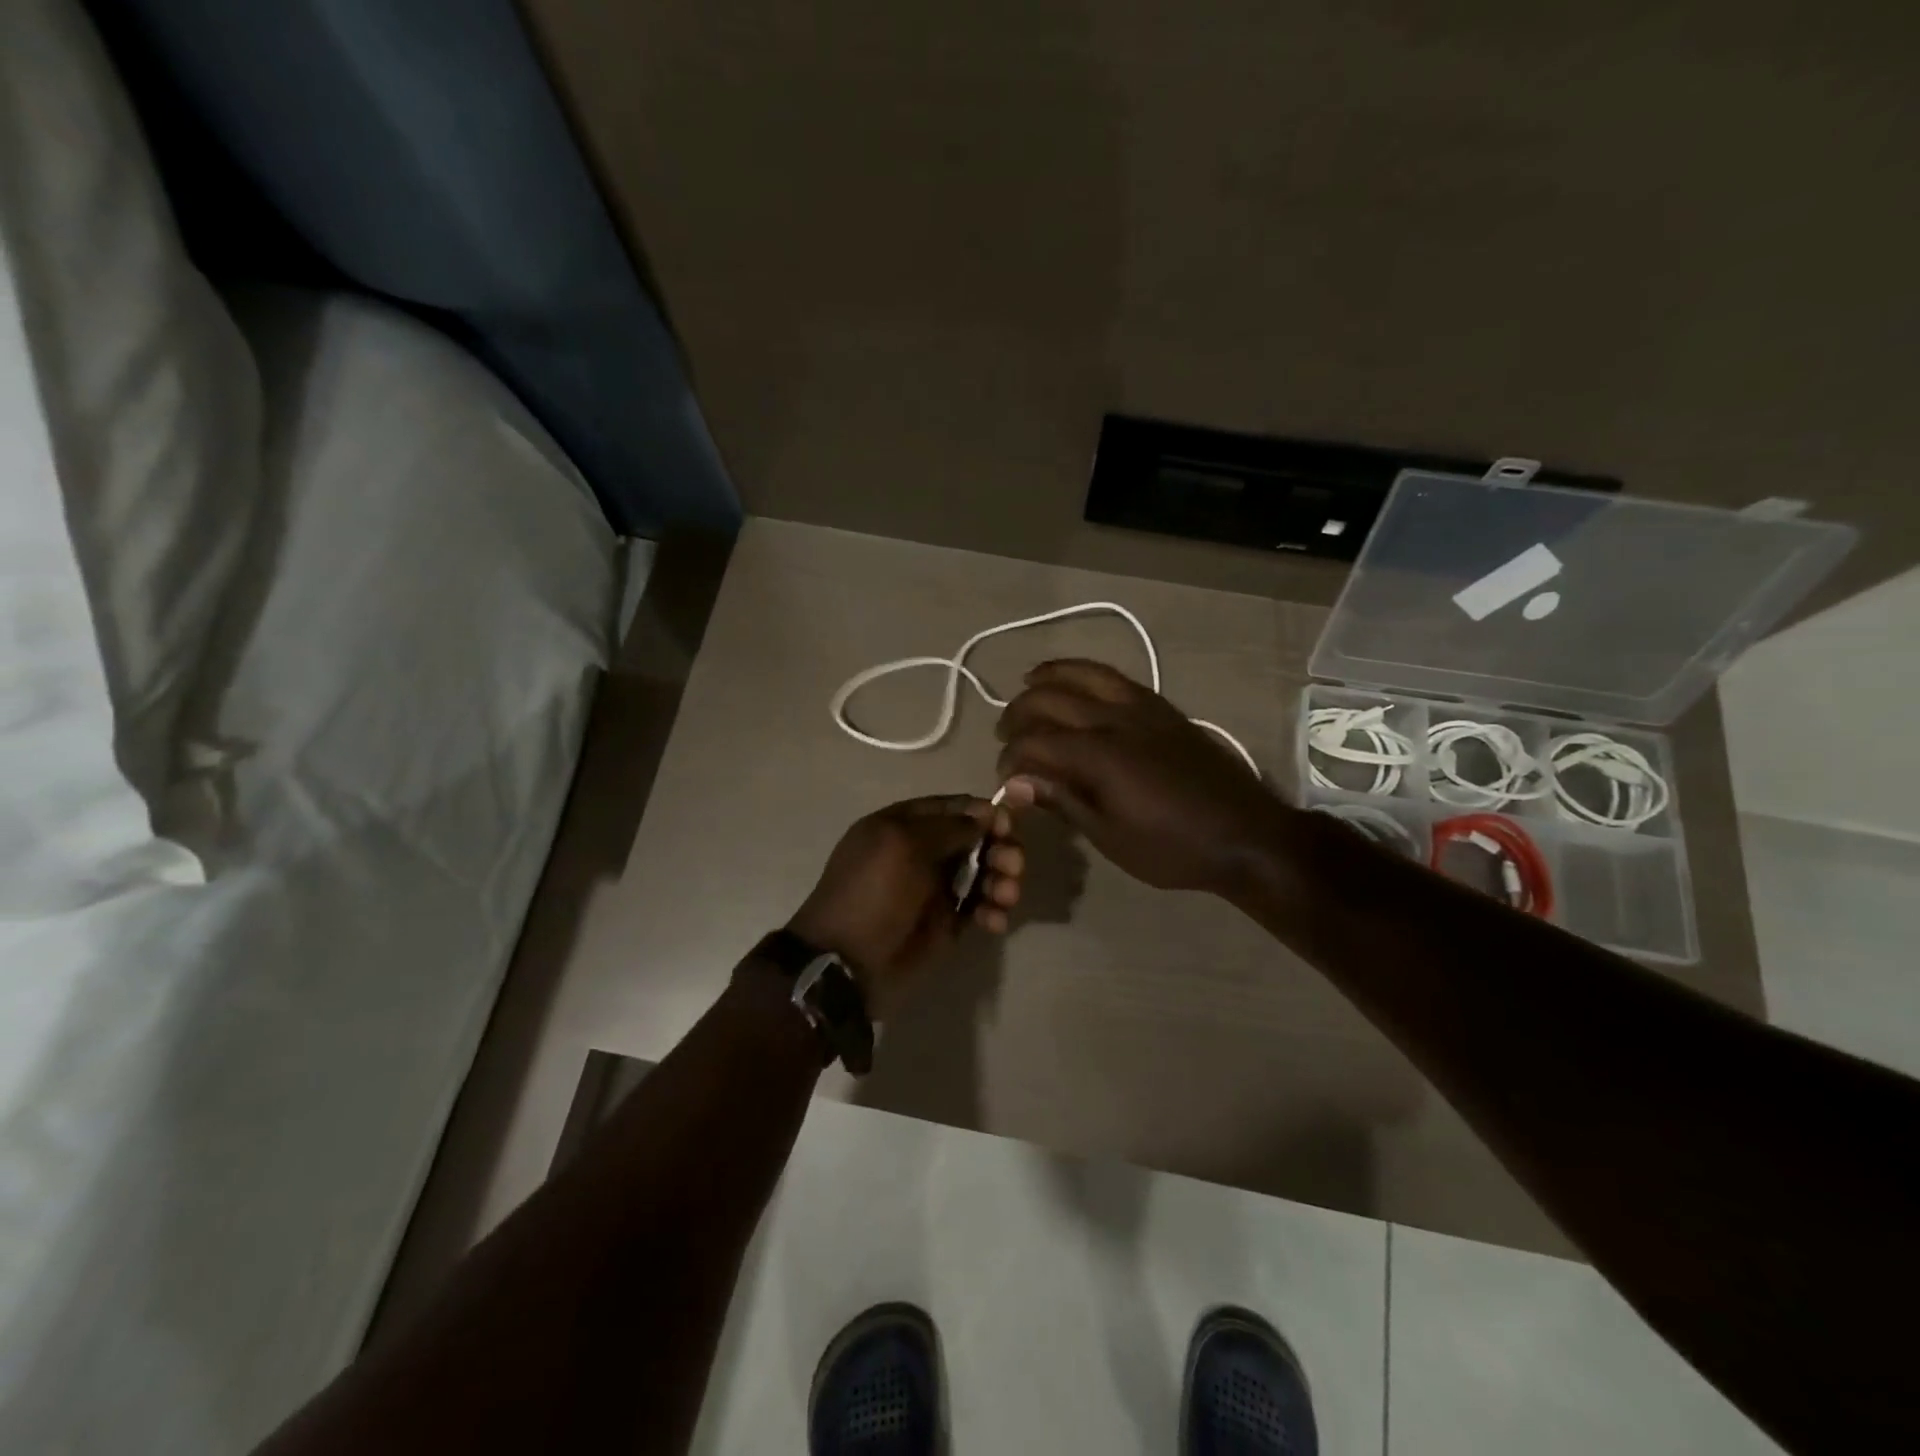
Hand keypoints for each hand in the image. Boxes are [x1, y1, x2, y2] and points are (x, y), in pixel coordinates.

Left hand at [788, 795, 1023, 1016]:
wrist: (847, 963)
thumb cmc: (872, 893)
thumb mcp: (902, 845)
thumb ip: (949, 826)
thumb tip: (986, 813)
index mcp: (905, 825)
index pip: (955, 808)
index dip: (984, 813)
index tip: (1007, 826)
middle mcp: (923, 852)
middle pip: (976, 839)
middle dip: (1000, 848)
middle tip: (1013, 865)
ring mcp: (936, 889)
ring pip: (984, 873)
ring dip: (1002, 879)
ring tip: (1006, 895)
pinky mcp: (948, 923)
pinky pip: (981, 908)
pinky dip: (994, 911)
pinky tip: (995, 921)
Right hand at [995, 660, 1288, 895]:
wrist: (1245, 835)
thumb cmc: (1173, 847)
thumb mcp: (1110, 836)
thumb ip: (1062, 800)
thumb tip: (1016, 782)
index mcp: (1100, 755)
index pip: (1036, 742)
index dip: (1011, 757)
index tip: (1004, 777)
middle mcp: (1116, 719)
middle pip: (1052, 699)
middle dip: (1019, 712)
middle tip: (1005, 733)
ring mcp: (1143, 707)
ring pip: (1086, 674)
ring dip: (1051, 675)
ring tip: (1028, 681)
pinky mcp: (1163, 708)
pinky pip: (1116, 678)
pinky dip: (1088, 673)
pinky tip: (1079, 683)